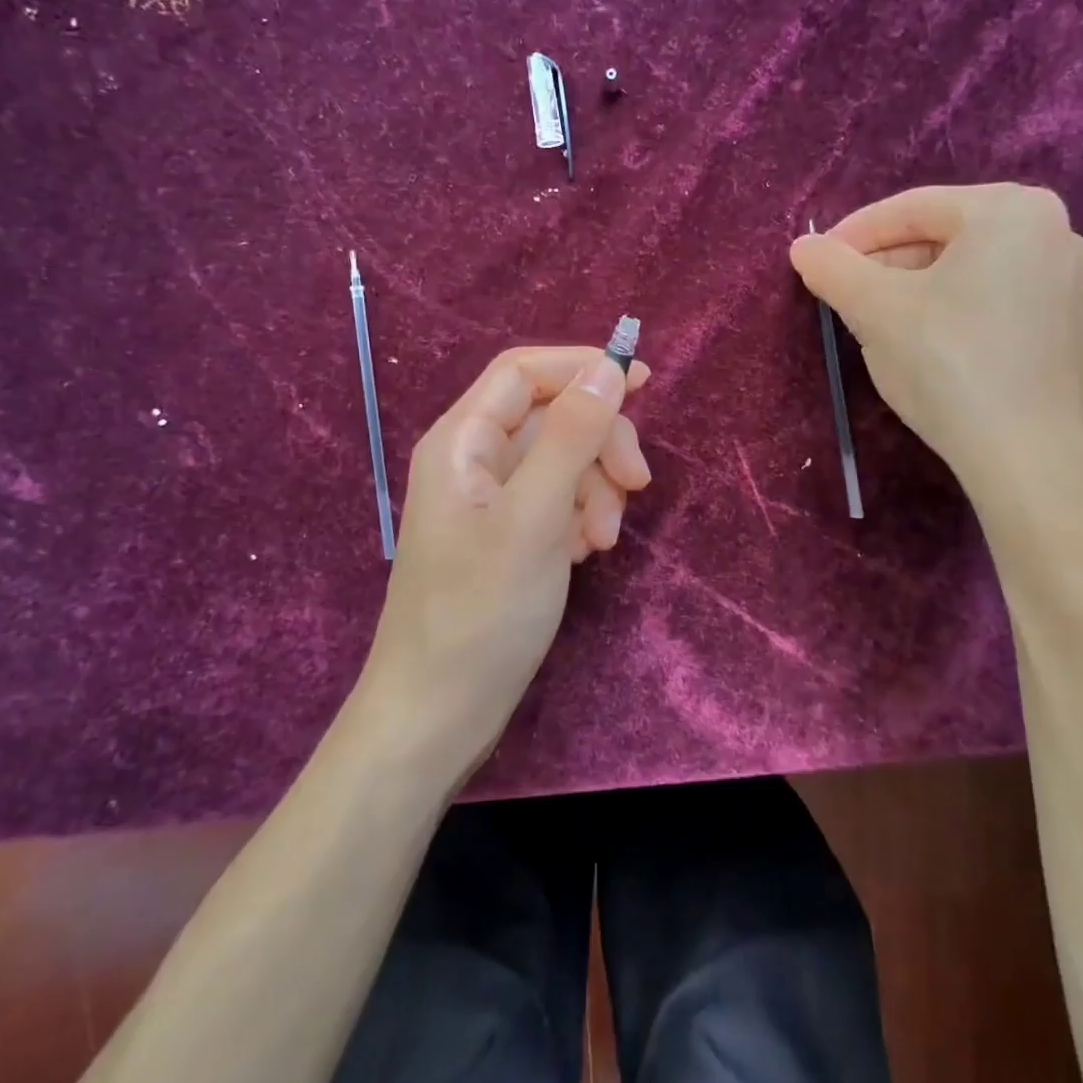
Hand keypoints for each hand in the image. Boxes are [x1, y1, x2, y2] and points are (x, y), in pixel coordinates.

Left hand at [356, 346, 651, 774]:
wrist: (438, 715)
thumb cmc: (480, 613)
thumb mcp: (534, 517)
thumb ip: (571, 436)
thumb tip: (608, 368)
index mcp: (461, 440)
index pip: (524, 371)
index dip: (582, 367)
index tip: (644, 383)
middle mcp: (472, 461)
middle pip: (550, 417)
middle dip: (598, 443)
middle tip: (637, 484)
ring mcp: (490, 503)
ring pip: (560, 462)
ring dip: (595, 488)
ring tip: (603, 540)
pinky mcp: (507, 538)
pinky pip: (556, 503)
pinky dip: (580, 518)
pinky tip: (585, 555)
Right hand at [789, 184, 1082, 487]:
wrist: (1030, 455)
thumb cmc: (948, 363)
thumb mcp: (875, 310)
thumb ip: (833, 269)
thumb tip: (802, 247)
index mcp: (1011, 210)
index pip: (910, 208)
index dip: (852, 234)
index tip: (814, 262)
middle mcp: (1052, 232)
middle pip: (941, 237)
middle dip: (884, 266)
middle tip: (843, 298)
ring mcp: (1068, 282)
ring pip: (965, 272)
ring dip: (912, 291)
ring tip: (875, 325)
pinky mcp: (1069, 328)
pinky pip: (992, 301)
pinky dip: (949, 312)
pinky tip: (924, 349)